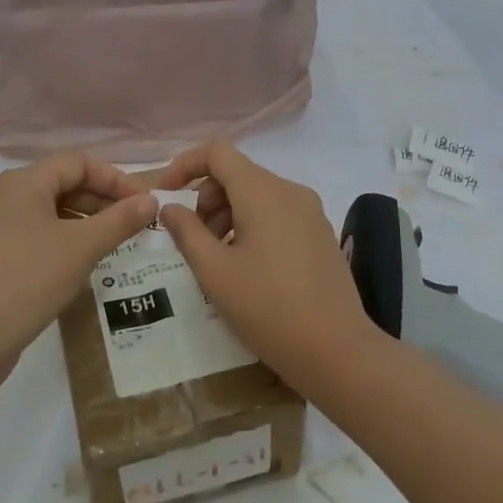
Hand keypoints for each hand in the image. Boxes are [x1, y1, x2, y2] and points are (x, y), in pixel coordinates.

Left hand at [0, 152, 157, 390]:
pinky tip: (74, 265)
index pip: (77, 162)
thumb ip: (119, 220)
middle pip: (59, 184)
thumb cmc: (27, 281)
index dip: (115, 178)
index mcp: (21, 183)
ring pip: (44, 212)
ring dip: (80, 222)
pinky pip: (28, 235)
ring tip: (110, 245)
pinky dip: (58, 240)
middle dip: (99, 200)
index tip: (144, 203)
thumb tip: (150, 200)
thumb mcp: (81, 248)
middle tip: (132, 225)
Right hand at [150, 142, 374, 375]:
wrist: (336, 350)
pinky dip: (251, 226)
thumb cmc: (268, 307)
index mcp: (263, 192)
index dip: (185, 164)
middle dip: (206, 198)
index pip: (217, 152)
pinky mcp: (320, 234)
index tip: (165, 194)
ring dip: (227, 214)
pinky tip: (246, 267)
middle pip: (237, 174)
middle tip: (193, 240)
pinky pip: (277, 214)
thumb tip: (170, 207)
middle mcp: (290, 191)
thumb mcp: (214, 272)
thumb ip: (186, 232)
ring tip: (217, 258)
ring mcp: (310, 213)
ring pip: (257, 195)